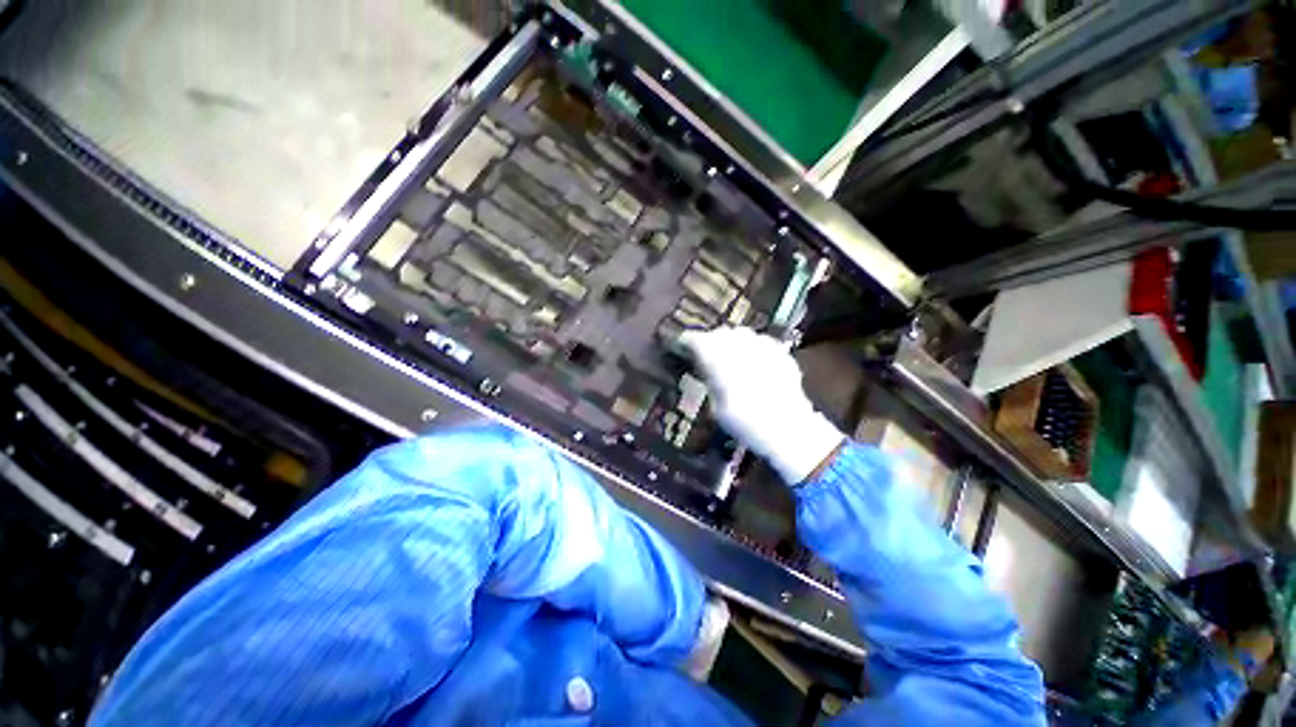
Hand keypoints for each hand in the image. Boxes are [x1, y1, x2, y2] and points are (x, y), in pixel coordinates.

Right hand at [679, 327, 843, 483]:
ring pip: (741, 334)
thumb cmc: (745, 423)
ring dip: (731, 342)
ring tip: (729, 356)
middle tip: (706, 355)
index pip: (697, 340)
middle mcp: (741, 346)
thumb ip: (710, 380)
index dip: (687, 342)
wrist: (789, 429)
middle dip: (711, 341)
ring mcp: (764, 347)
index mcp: (720, 359)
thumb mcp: (717, 407)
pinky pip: (761, 342)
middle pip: (720, 334)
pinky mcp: (780, 353)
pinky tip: (753, 362)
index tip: (682, 347)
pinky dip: (752, 348)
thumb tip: (705, 366)